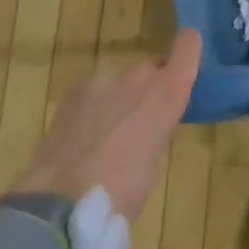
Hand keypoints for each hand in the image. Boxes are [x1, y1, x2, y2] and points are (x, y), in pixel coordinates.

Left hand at [13, 29, 200, 218]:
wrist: (59, 202)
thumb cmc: (122, 191)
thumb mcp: (154, 163)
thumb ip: (157, 131)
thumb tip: (148, 126)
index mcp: (167, 92)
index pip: (187, 46)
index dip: (189, 48)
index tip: (187, 58)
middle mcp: (138, 76)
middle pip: (150, 69)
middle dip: (149, 89)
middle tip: (141, 123)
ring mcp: (102, 79)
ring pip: (119, 82)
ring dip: (119, 99)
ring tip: (106, 136)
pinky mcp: (72, 91)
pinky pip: (94, 92)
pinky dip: (93, 107)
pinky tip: (82, 137)